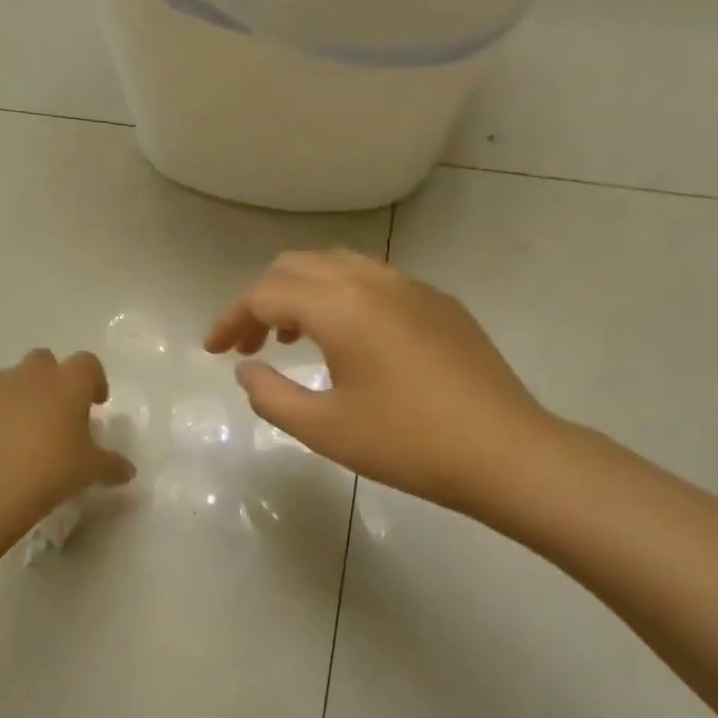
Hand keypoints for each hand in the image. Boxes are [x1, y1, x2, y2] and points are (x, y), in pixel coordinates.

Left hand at [0, 350, 135, 531]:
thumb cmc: (51, 470)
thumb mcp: (90, 471)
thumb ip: (111, 465)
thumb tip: (127, 470)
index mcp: (68, 383)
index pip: (88, 363)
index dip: (93, 380)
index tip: (94, 403)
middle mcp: (31, 373)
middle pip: (44, 361)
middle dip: (50, 381)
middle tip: (54, 414)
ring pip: (8, 377)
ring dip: (16, 395)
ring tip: (16, 431)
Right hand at [205, 250, 553, 515]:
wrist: (504, 451)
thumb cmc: (406, 443)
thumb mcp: (322, 429)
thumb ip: (270, 394)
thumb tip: (246, 368)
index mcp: (339, 305)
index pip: (265, 294)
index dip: (230, 319)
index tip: (212, 350)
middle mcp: (372, 280)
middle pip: (297, 267)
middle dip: (262, 301)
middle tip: (248, 347)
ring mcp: (411, 286)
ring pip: (337, 267)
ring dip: (302, 295)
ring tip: (291, 340)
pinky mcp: (439, 303)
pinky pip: (373, 281)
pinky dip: (340, 298)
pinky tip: (347, 342)